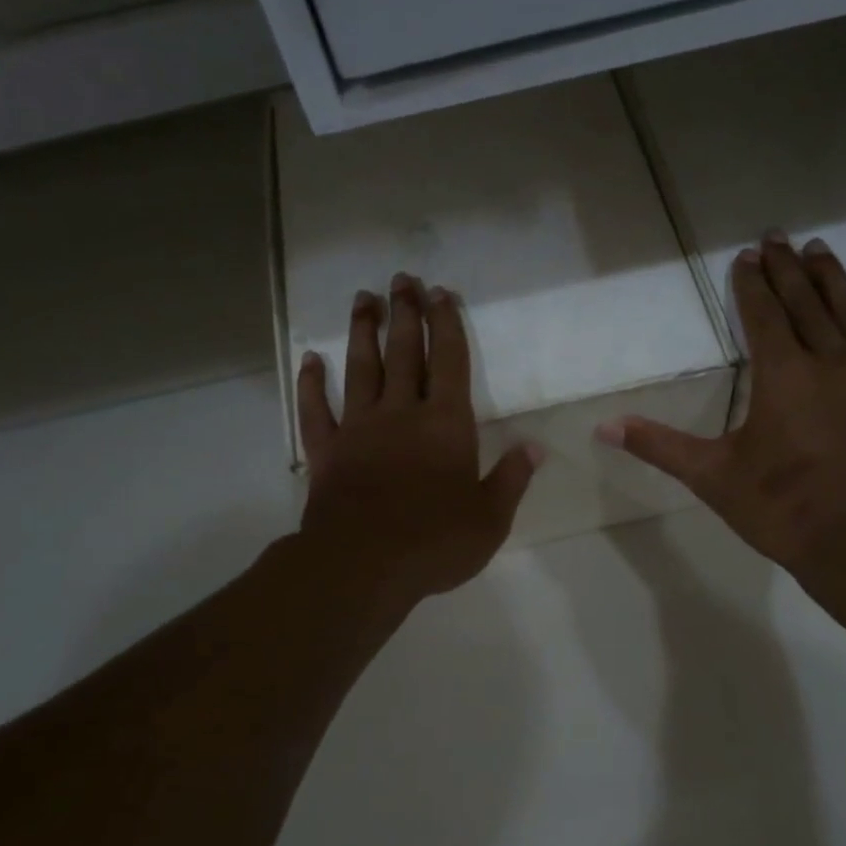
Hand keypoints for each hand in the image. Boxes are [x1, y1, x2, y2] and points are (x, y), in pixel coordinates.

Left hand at [297, 273, 541, 610]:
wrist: (363, 566)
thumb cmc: (435, 543)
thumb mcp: (490, 519)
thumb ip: (512, 479)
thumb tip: (534, 447)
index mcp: (445, 424)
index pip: (450, 362)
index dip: (447, 325)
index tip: (442, 294)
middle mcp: (401, 413)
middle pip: (404, 352)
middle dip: (405, 313)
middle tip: (402, 279)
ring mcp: (358, 429)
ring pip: (360, 368)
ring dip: (362, 331)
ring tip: (363, 299)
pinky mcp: (327, 451)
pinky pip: (315, 409)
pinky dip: (311, 383)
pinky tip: (310, 360)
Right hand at [597, 232, 845, 617]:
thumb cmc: (782, 510)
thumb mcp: (713, 477)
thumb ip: (660, 446)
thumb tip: (604, 427)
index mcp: (782, 376)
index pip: (763, 316)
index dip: (752, 285)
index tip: (746, 257)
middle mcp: (831, 361)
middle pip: (806, 302)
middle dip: (787, 268)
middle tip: (776, 236)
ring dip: (833, 278)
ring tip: (819, 249)